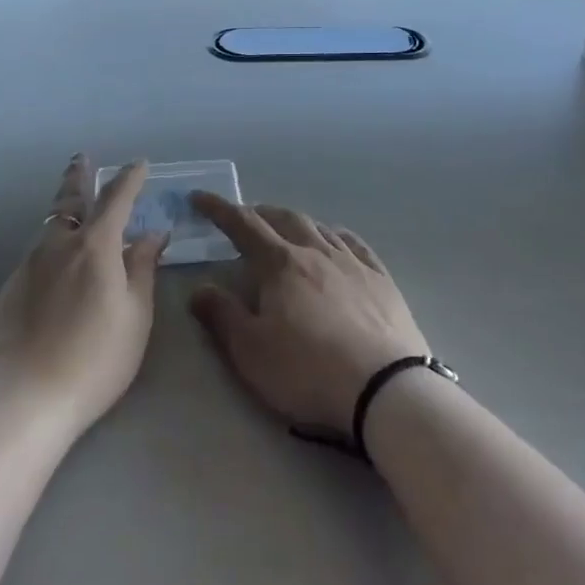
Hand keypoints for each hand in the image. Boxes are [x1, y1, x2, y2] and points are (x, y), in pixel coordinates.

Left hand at [0, 157, 167, 439]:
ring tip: (72, 210)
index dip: (129, 178)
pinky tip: (54, 267)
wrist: (19, 404)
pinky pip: (35, 256)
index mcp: (95, 246)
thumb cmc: (93, 360)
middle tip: (81, 158)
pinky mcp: (7, 293)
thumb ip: (142, 269)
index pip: (116, 199)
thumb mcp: (135, 317)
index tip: (139, 164)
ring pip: (49, 228)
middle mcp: (58, 246)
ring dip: (63, 212)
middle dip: (78, 176)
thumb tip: (152, 234)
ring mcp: (27, 268)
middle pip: (69, 200)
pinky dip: (50, 247)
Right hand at [188, 195, 429, 437]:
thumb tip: (200, 288)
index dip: (219, 209)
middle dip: (259, 213)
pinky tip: (335, 241)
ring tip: (285, 228)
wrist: (384, 387)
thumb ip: (222, 316)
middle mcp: (315, 251)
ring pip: (318, 227)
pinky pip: (354, 243)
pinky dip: (335, 235)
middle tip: (244, 218)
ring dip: (295, 222)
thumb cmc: (308, 371)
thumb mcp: (251, 352)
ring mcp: (351, 262)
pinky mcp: (380, 278)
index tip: (199, 197)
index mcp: (281, 264)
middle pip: (283, 219)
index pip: (243, 225)